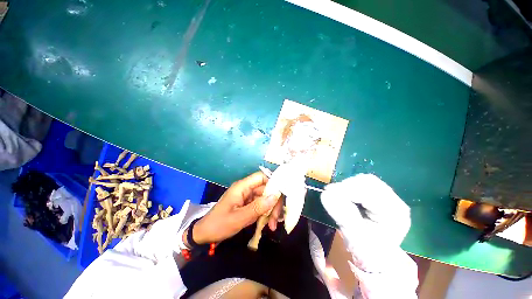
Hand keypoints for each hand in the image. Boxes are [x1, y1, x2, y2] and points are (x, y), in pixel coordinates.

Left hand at [191, 172, 280, 244]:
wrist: (205, 235)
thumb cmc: (219, 225)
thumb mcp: (238, 218)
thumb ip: (257, 207)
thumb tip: (275, 196)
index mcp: (242, 187)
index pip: (261, 177)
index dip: (273, 183)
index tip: (281, 196)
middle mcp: (246, 189)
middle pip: (266, 189)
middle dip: (273, 202)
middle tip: (276, 219)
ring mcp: (248, 197)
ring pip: (265, 198)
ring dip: (271, 210)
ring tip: (272, 225)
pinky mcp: (248, 205)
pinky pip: (261, 206)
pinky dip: (266, 214)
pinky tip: (268, 224)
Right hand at [320, 174, 410, 270]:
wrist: (376, 256)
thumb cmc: (369, 252)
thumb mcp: (355, 237)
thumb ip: (342, 215)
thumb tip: (325, 194)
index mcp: (395, 213)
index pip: (370, 191)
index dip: (347, 189)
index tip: (328, 192)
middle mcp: (395, 201)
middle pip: (368, 181)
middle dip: (347, 186)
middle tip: (332, 194)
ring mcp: (388, 196)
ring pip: (363, 180)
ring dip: (347, 186)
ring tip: (338, 196)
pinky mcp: (378, 195)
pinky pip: (361, 184)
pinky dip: (349, 187)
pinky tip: (344, 196)